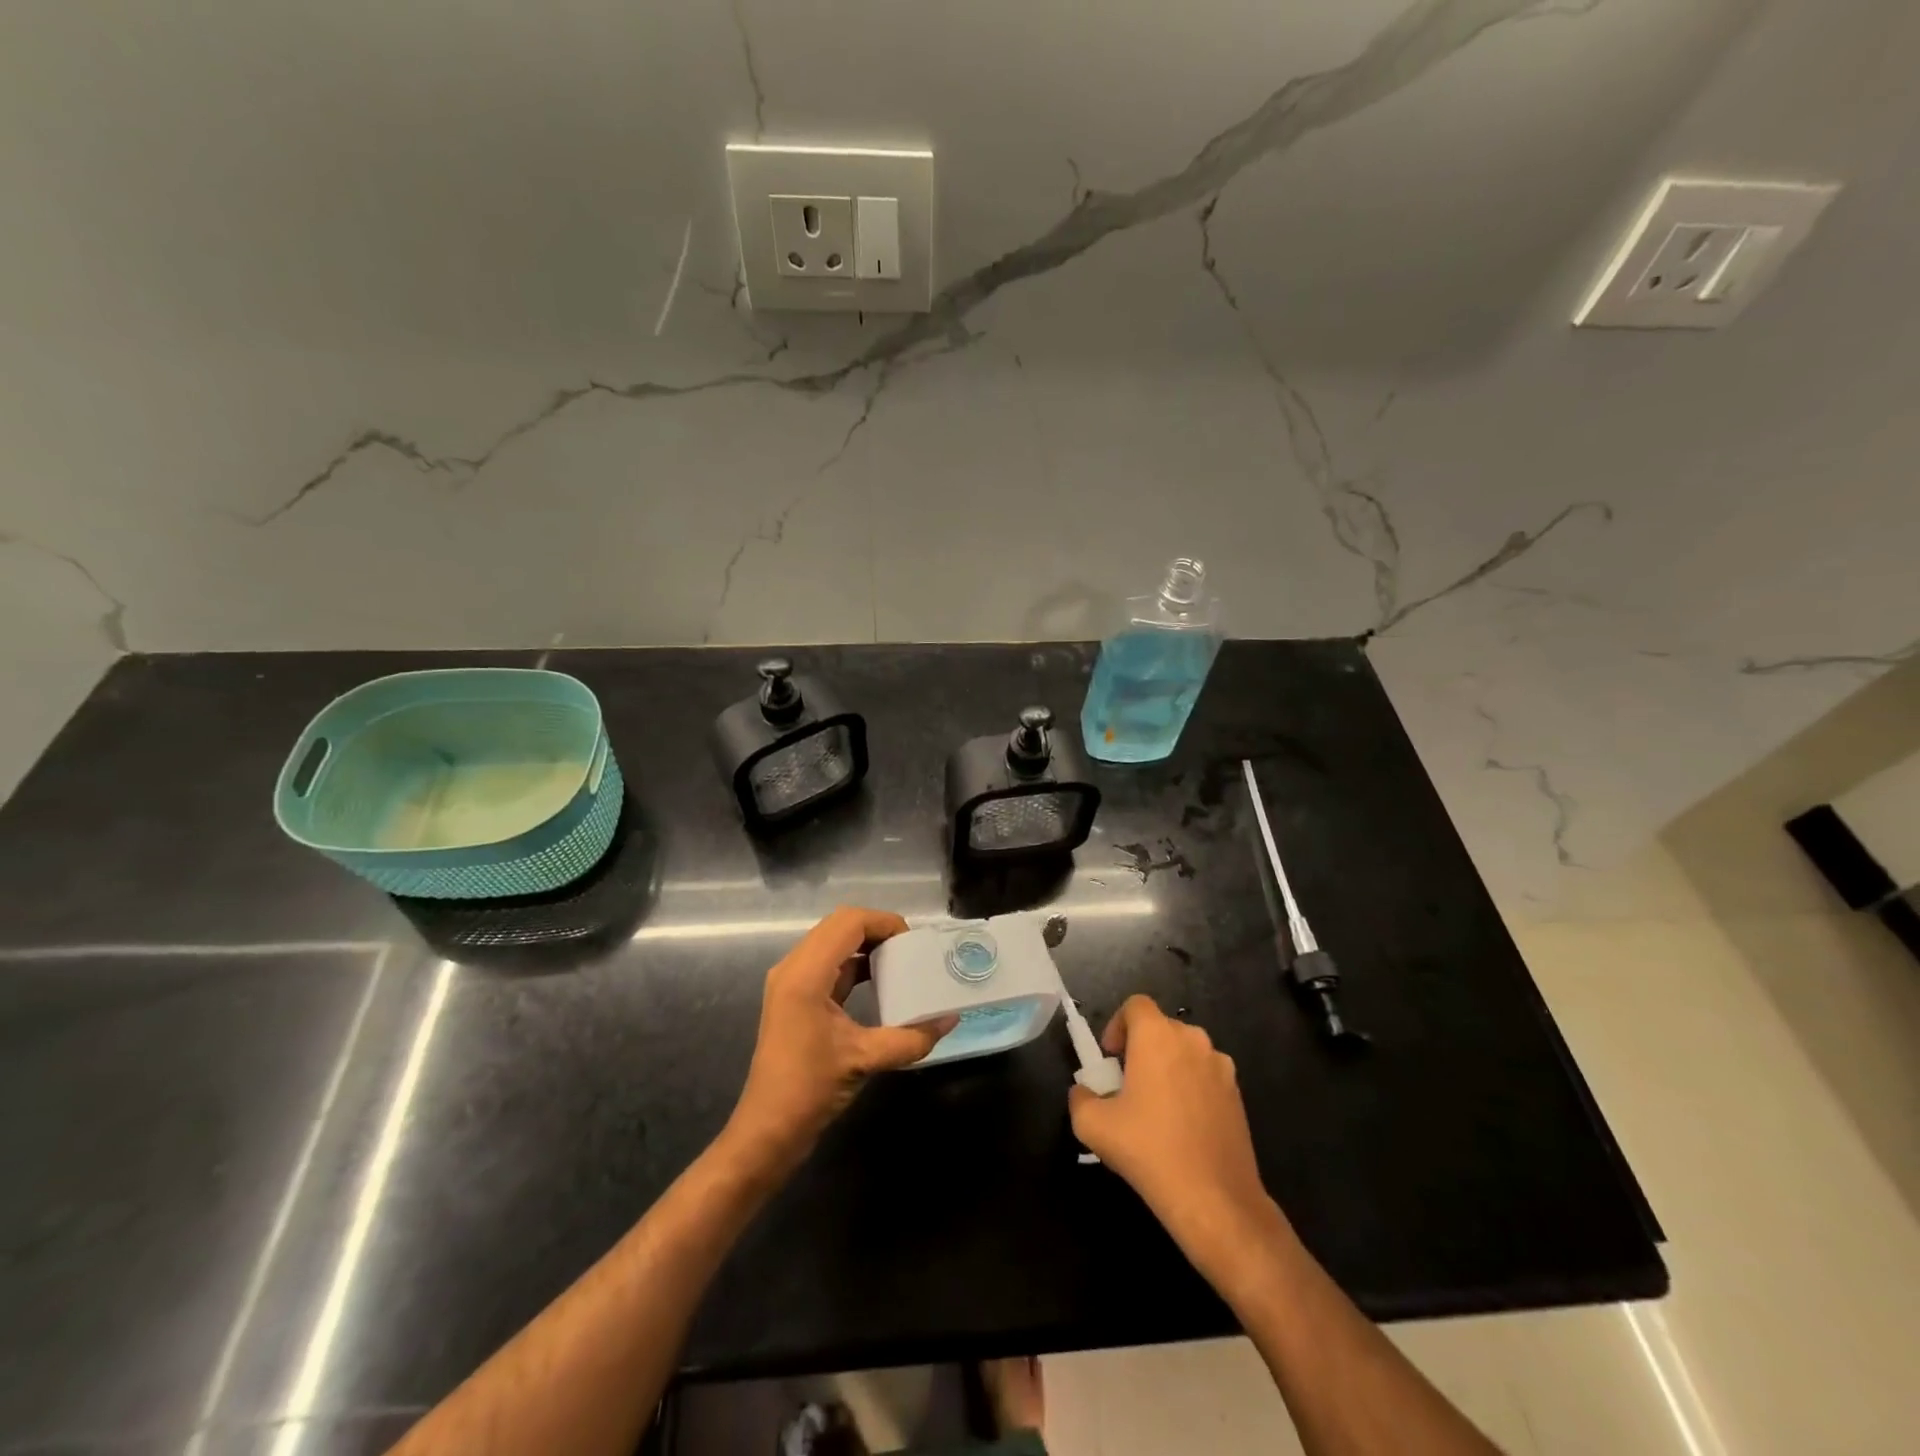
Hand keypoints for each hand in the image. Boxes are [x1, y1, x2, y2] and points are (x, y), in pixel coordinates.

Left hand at [726, 907, 954, 1174]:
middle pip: (838, 925)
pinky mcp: (795, 998)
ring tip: (899, 962)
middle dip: (877, 930)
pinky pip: (828, 964)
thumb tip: (950, 1020)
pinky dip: (854, 963)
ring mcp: (791, 982)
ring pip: (832, 942)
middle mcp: (793, 968)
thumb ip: (911, 1038)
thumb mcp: (866, 1059)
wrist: (768, 1129)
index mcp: (805, 973)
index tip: (912, 943)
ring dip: (865, 945)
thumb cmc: (811, 1089)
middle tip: (909, 950)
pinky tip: (879, 982)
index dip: (883, 922)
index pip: (848, 922)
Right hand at [1068, 995, 1283, 1269]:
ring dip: (1167, 1067)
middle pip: (1160, 1028)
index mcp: (1157, 1036)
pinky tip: (1183, 1127)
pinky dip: (1190, 1088)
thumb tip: (1084, 1092)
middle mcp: (1192, 1040)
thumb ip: (1080, 1098)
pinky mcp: (1238, 1094)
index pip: (1135, 1005)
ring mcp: (1220, 1067)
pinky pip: (1205, 1076)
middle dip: (1140, 1048)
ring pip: (1185, 1052)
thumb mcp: (1093, 1125)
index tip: (1110, 1059)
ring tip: (1155, 1108)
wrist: (1215, 1199)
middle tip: (1127, 1085)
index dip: (1117, 1025)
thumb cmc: (1149, 1150)